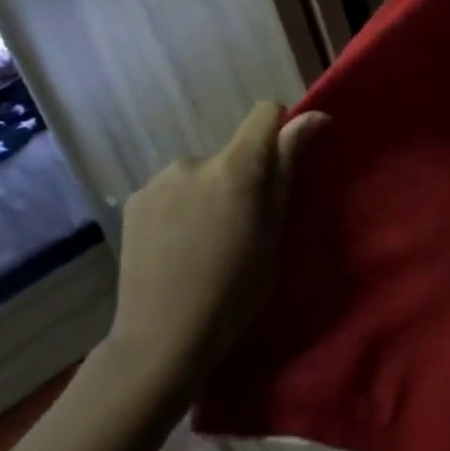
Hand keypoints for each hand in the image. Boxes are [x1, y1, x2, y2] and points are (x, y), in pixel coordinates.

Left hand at [108, 102, 327, 392]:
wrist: (163, 337)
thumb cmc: (236, 288)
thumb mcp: (275, 229)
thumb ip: (288, 166)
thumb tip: (315, 116)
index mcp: (237, 167)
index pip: (266, 112)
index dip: (280, 129)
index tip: (283, 163)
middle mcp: (194, 160)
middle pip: (232, 152)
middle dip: (240, 177)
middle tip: (241, 226)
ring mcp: (158, 180)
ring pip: (200, 174)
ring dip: (208, 193)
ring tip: (205, 242)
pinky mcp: (134, 202)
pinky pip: (171, 191)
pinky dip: (180, 209)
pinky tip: (176, 248)